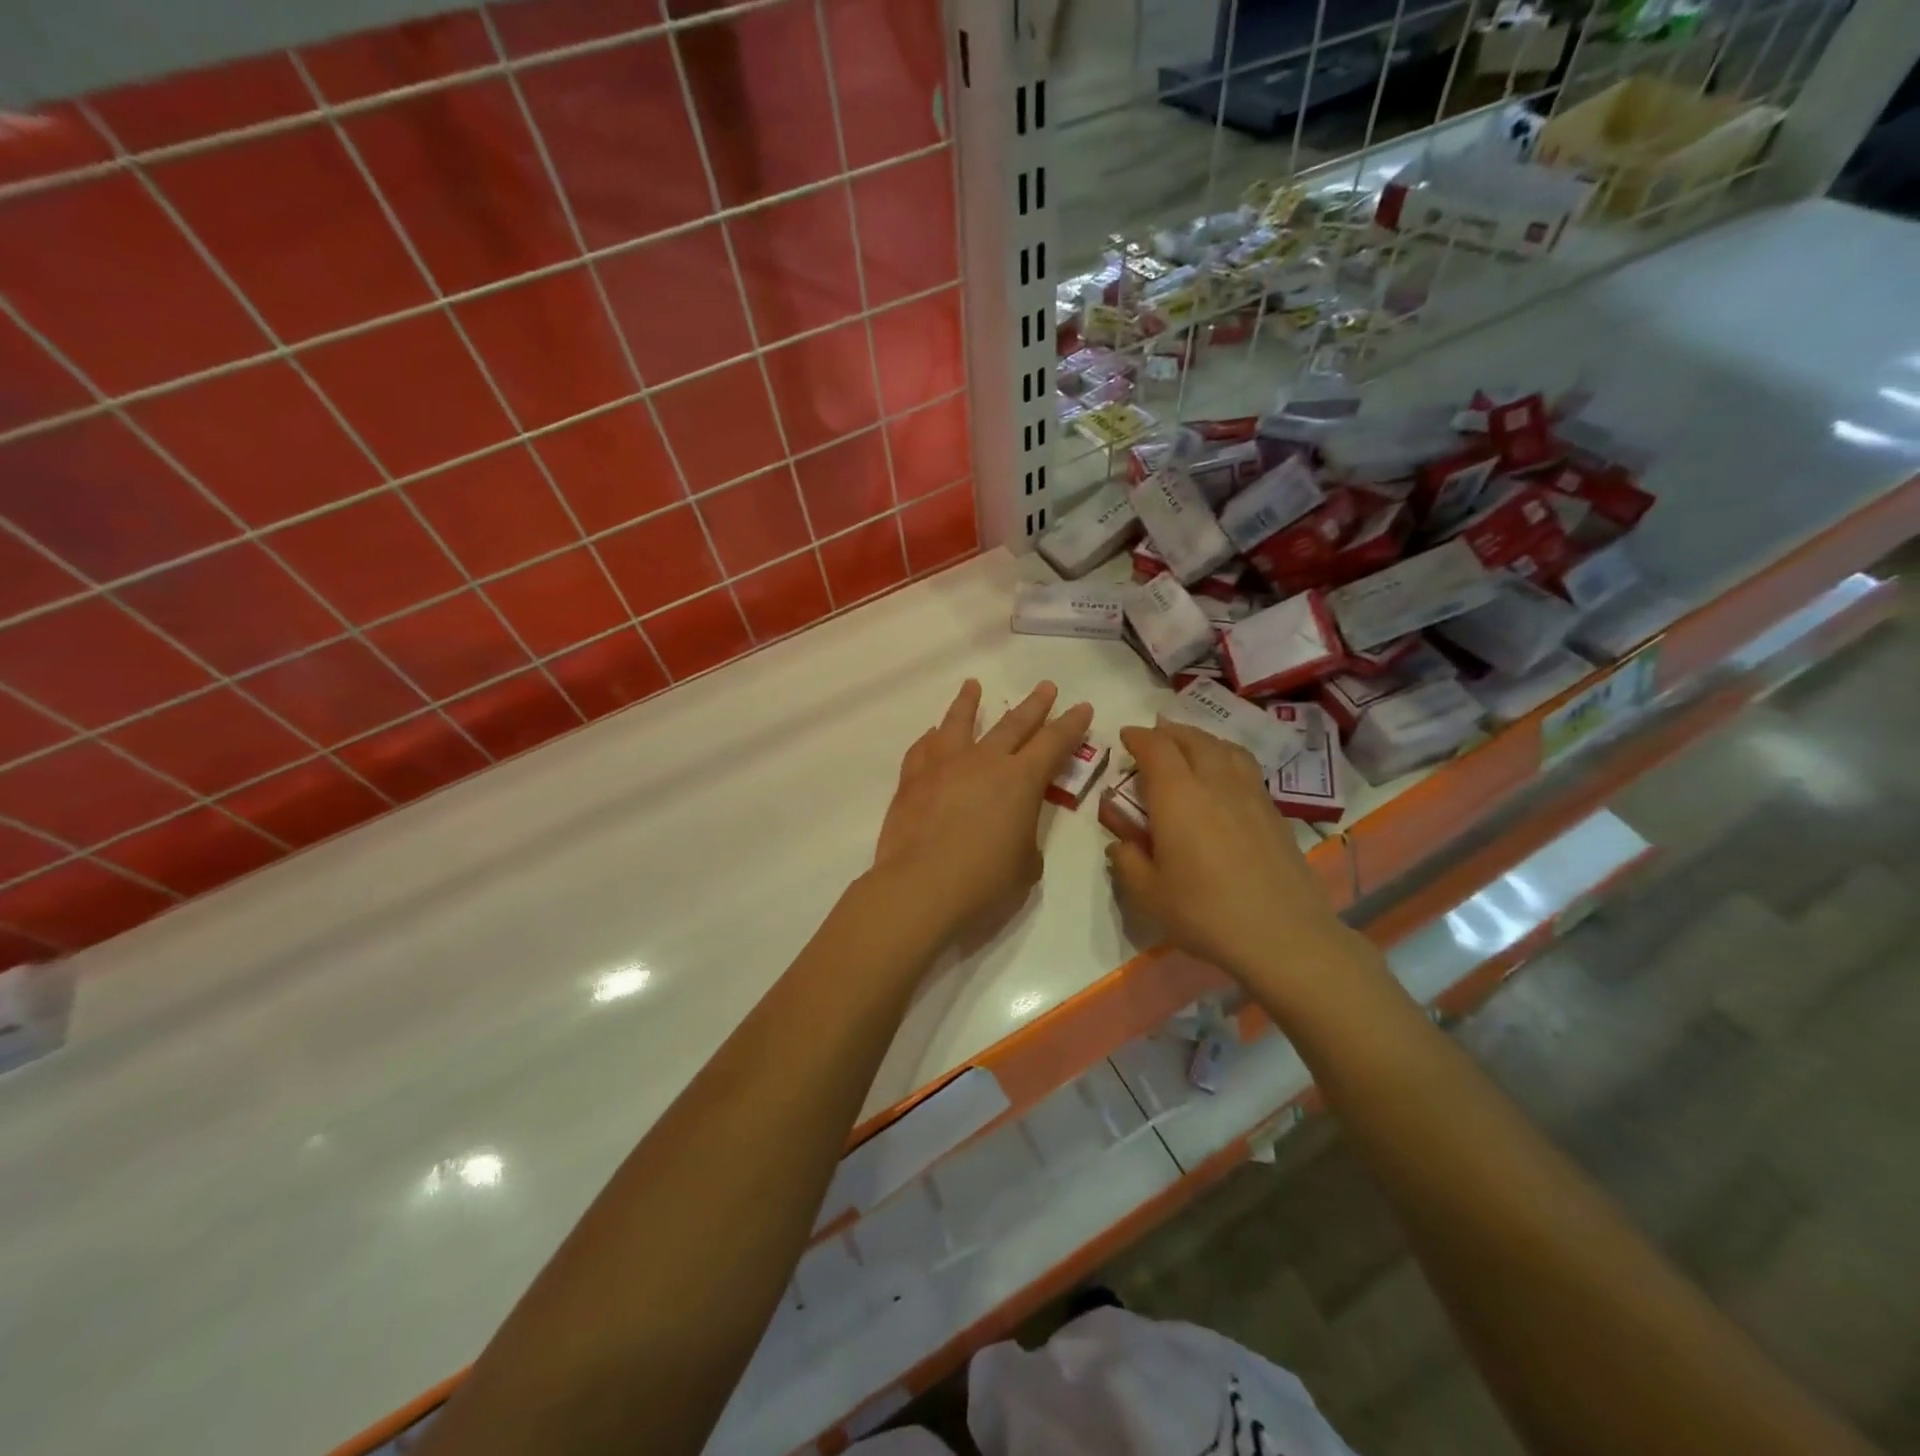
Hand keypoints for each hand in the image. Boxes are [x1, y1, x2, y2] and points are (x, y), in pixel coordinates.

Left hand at [873, 679, 1093, 948]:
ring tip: (972, 685)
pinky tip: (932, 735)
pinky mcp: (911, 780)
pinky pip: (923, 749)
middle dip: (1034, 705)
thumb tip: (1010, 829)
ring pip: (959, 723)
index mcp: (1021, 780)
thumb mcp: (1026, 865)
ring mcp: (944, 766)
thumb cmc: (984, 884)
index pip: (1054, 742)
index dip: (1071, 724)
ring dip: (968, 702)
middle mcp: (984, 761)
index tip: (1081, 707)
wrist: (919, 890)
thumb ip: (1024, 837)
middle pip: (1013, 723)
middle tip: (1046, 687)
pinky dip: (931, 738)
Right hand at [1106, 721, 1360, 988]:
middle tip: (1154, 737)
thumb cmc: (1204, 913)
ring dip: (1200, 739)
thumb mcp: (1147, 894)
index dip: (1138, 737)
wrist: (1283, 935)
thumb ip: (1127, 861)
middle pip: (1191, 739)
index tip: (1125, 737)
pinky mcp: (1273, 811)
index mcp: (1177, 795)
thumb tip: (1121, 843)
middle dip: (1168, 732)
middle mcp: (1214, 782)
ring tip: (1189, 745)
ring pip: (1223, 747)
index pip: (1156, 748)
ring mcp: (1249, 793)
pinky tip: (1223, 774)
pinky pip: (1244, 766)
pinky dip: (1225, 756)